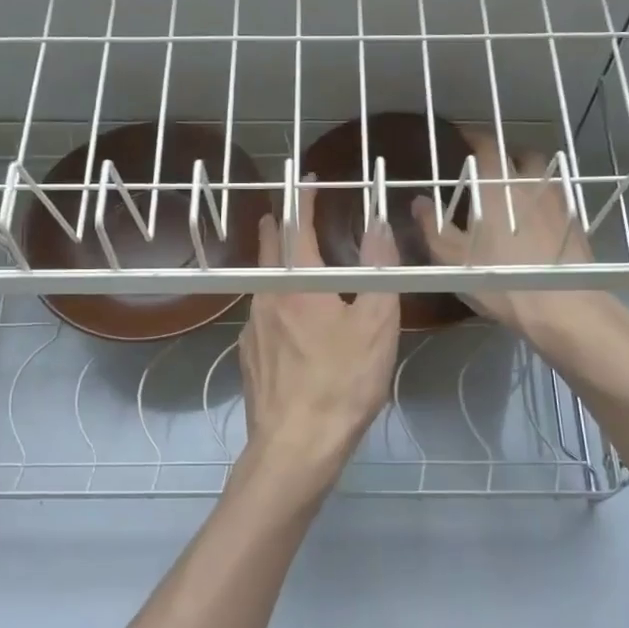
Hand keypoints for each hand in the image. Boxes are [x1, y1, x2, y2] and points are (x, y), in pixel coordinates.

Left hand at [236, 181, 401, 500]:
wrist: (295, 447)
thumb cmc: (342, 382)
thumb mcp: (376, 324)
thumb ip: (379, 270)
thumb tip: (380, 222)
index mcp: (297, 284)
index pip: (296, 226)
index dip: (303, 199)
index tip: (309, 180)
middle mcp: (266, 298)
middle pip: (268, 250)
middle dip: (278, 225)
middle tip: (288, 212)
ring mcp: (251, 330)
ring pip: (264, 285)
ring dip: (278, 266)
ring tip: (297, 265)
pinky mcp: (249, 358)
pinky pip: (263, 317)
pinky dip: (278, 303)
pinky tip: (292, 323)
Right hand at [410, 129, 603, 347]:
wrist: (561, 305)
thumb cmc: (499, 278)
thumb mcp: (452, 258)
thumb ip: (432, 226)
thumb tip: (419, 201)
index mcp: (497, 185)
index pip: (486, 146)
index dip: (474, 138)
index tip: (464, 138)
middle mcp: (530, 184)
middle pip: (521, 155)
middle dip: (507, 156)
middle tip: (491, 170)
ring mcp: (558, 202)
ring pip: (543, 176)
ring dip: (529, 178)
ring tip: (515, 195)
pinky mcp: (576, 224)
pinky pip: (558, 201)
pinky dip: (545, 203)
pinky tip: (537, 222)